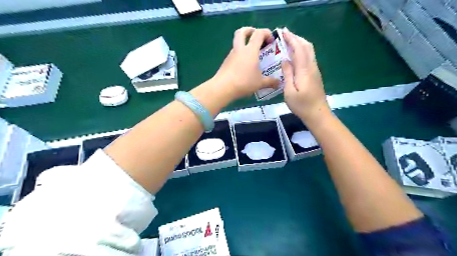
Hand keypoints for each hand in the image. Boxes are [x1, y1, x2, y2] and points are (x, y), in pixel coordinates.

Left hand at [212, 26, 280, 99]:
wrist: (223, 88)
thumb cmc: (244, 82)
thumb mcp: (260, 83)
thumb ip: (270, 82)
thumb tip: (279, 83)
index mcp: (250, 50)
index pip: (259, 33)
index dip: (266, 33)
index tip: (271, 40)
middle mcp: (240, 49)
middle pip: (242, 32)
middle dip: (250, 30)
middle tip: (256, 36)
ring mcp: (231, 55)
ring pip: (236, 43)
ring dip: (244, 44)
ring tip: (251, 56)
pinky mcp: (225, 63)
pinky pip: (234, 55)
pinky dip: (239, 56)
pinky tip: (244, 67)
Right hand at [281, 28, 330, 123]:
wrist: (318, 114)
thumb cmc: (301, 105)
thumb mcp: (289, 91)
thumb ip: (287, 74)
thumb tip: (285, 60)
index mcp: (304, 70)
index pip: (299, 49)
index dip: (291, 39)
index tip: (283, 32)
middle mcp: (311, 67)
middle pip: (306, 46)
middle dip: (296, 38)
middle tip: (285, 35)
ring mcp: (315, 70)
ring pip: (309, 51)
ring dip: (300, 43)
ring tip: (289, 42)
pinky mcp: (315, 75)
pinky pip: (309, 57)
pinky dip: (302, 51)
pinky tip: (295, 55)